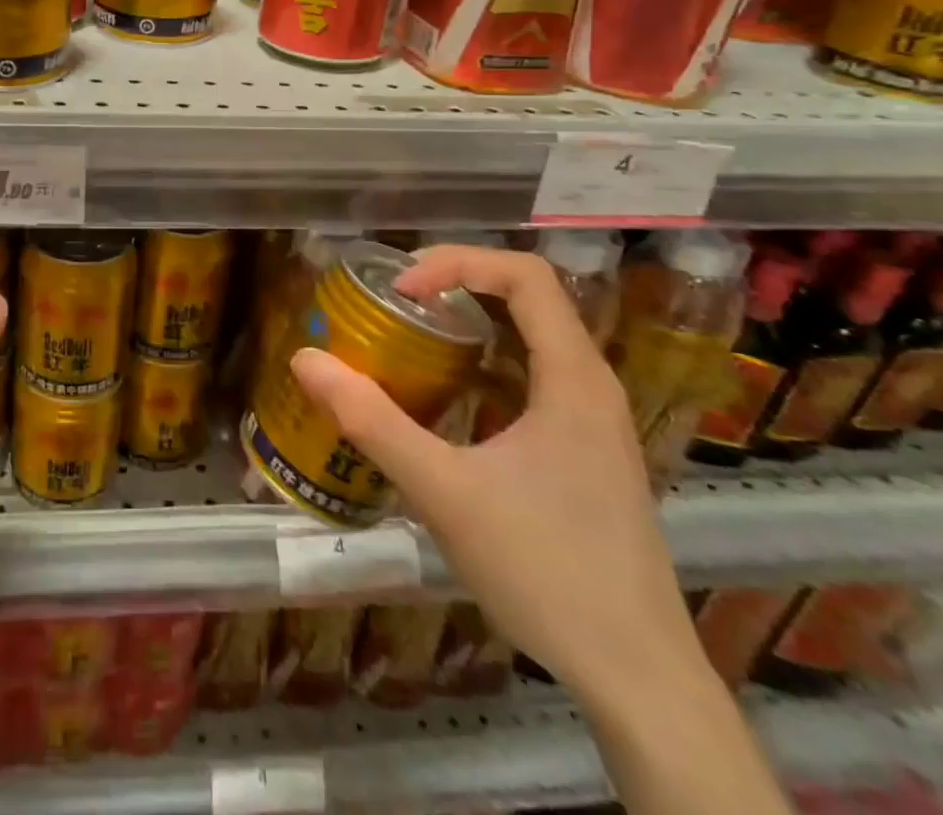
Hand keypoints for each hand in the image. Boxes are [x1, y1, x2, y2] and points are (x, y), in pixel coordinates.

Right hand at [290, 245, 703, 703]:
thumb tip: (304, 359)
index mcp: (574, 377)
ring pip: (529, 341)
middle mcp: (591, 385)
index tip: (401, 290)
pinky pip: (529, 381)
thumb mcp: (444, 490)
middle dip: (455, 286)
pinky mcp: (584, 454)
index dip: (457, 262)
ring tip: (407, 341)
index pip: (525, 274)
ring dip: (468, 327)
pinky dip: (482, 369)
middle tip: (393, 304)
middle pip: (526, 299)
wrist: (638, 680)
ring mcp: (592, 422)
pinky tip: (442, 402)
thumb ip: (371, 421)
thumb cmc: (546, 571)